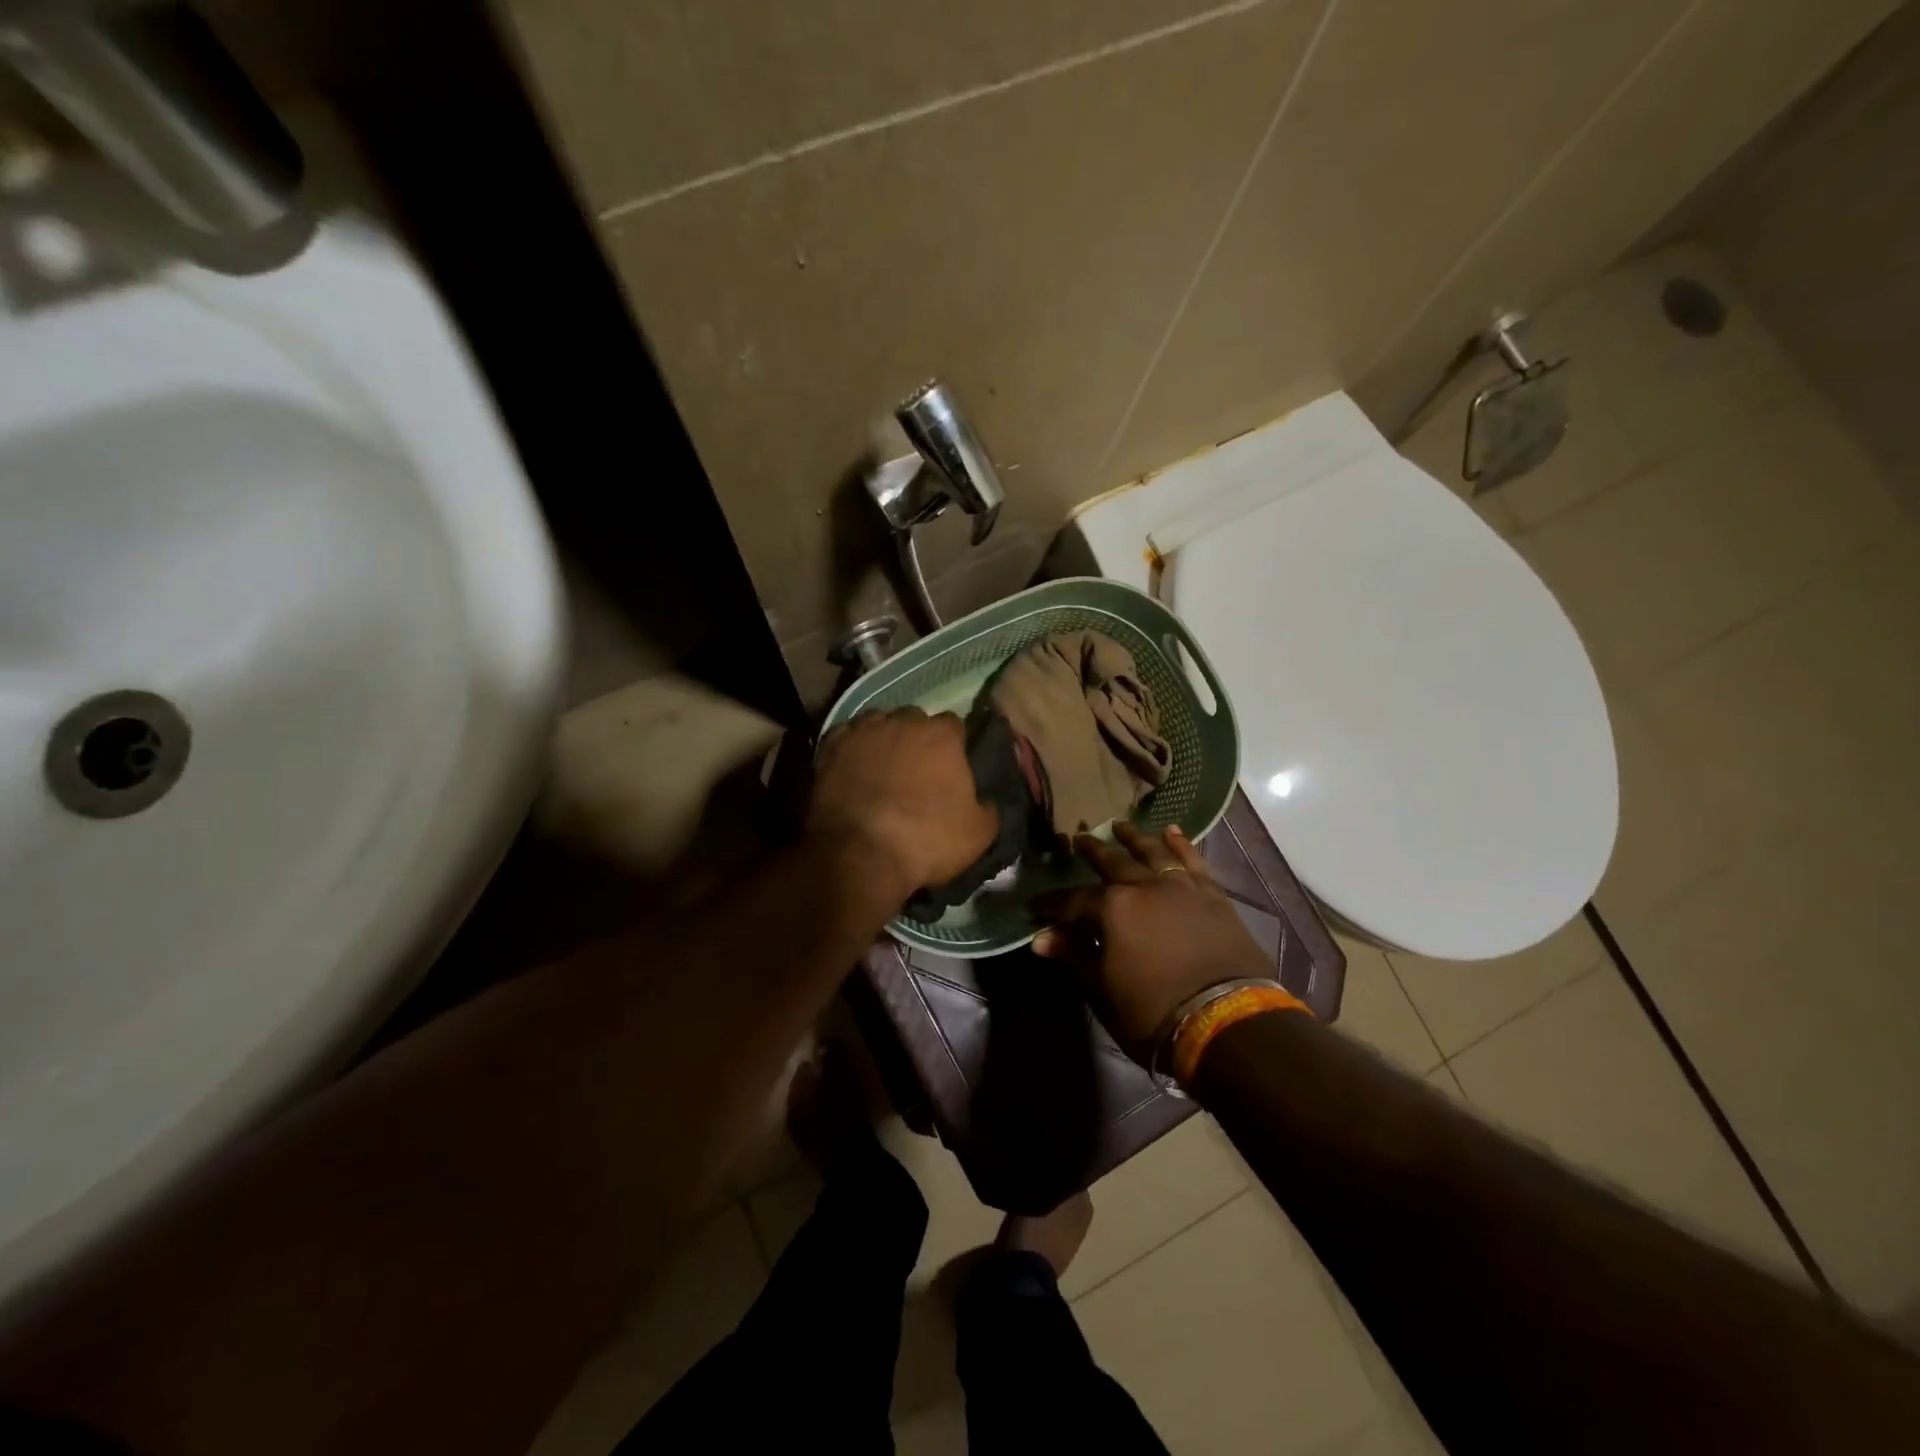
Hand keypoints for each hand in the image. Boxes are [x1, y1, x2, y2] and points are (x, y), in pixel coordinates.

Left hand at [808, 708, 998, 903]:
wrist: (860, 854)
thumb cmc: (926, 841)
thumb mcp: (979, 834)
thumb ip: (989, 807)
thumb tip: (986, 800)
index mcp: (942, 735)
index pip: (954, 725)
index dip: (953, 746)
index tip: (950, 767)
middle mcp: (902, 721)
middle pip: (914, 720)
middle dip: (916, 738)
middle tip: (915, 769)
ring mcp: (863, 731)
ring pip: (878, 723)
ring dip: (883, 739)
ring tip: (881, 768)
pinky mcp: (831, 746)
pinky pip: (846, 737)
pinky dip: (851, 748)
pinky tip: (852, 768)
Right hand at [1033, 822, 1272, 1053]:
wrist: (1227, 1023)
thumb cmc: (1153, 1012)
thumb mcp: (1102, 989)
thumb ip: (1074, 956)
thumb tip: (1042, 939)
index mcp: (1112, 908)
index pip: (1071, 902)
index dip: (1051, 905)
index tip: (1035, 906)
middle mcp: (1144, 886)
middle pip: (1112, 862)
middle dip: (1092, 851)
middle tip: (1079, 838)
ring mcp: (1181, 887)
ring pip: (1153, 853)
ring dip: (1135, 838)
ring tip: (1122, 826)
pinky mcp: (1213, 896)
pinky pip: (1194, 862)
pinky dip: (1182, 845)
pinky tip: (1174, 832)